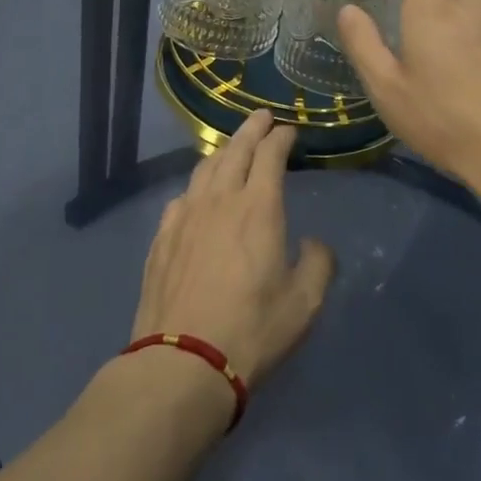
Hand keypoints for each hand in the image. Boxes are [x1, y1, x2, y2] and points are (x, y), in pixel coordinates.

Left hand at [131, 112, 335, 391]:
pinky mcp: (162, 237)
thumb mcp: (304, 304)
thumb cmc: (251, 331)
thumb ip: (318, 264)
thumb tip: (314, 243)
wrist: (182, 362)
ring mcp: (185, 216)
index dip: (280, 138)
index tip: (288, 130)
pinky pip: (181, 197)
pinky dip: (196, 185)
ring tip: (232, 148)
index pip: (270, 155)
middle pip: (235, 150)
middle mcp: (220, 200)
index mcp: (258, 208)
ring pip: (204, 169)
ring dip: (223, 151)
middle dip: (251, 130)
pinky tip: (197, 194)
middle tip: (261, 117)